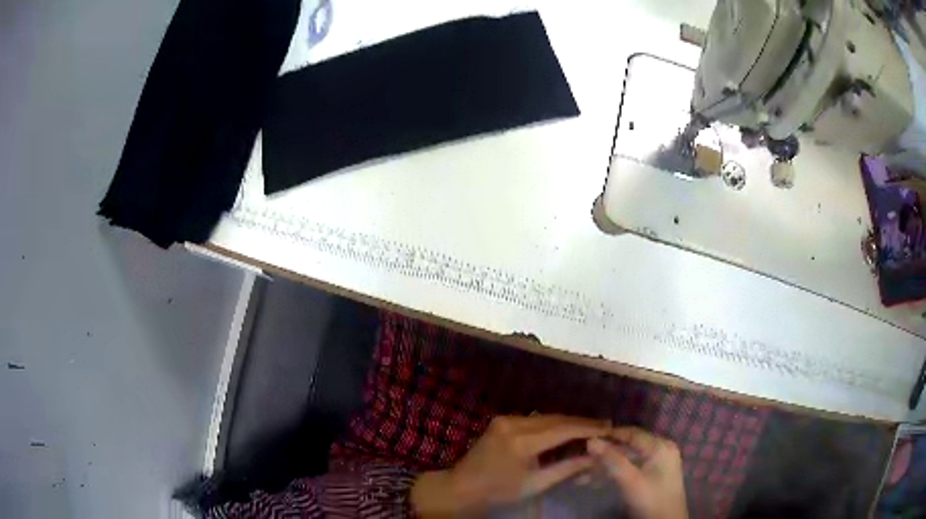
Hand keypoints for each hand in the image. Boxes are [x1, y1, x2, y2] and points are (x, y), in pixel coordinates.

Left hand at [411, 414, 609, 516]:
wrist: (462, 487)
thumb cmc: (499, 491)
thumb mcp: (536, 484)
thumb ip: (567, 469)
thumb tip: (595, 457)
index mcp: (522, 442)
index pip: (563, 429)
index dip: (588, 428)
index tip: (609, 428)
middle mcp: (514, 424)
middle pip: (556, 419)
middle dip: (581, 423)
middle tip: (605, 426)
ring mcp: (506, 419)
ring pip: (546, 417)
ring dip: (568, 422)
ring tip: (591, 427)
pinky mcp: (502, 420)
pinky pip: (535, 419)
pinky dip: (553, 423)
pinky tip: (566, 429)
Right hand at [587, 427, 687, 518]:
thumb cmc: (650, 499)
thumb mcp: (629, 480)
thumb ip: (611, 459)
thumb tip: (590, 440)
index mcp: (660, 446)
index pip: (631, 433)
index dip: (609, 435)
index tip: (585, 440)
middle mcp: (661, 449)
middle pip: (628, 446)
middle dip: (604, 454)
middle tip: (581, 460)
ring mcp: (658, 462)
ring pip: (627, 459)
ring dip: (606, 466)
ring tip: (583, 475)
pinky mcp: (654, 475)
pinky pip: (631, 468)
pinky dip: (615, 473)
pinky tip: (596, 481)